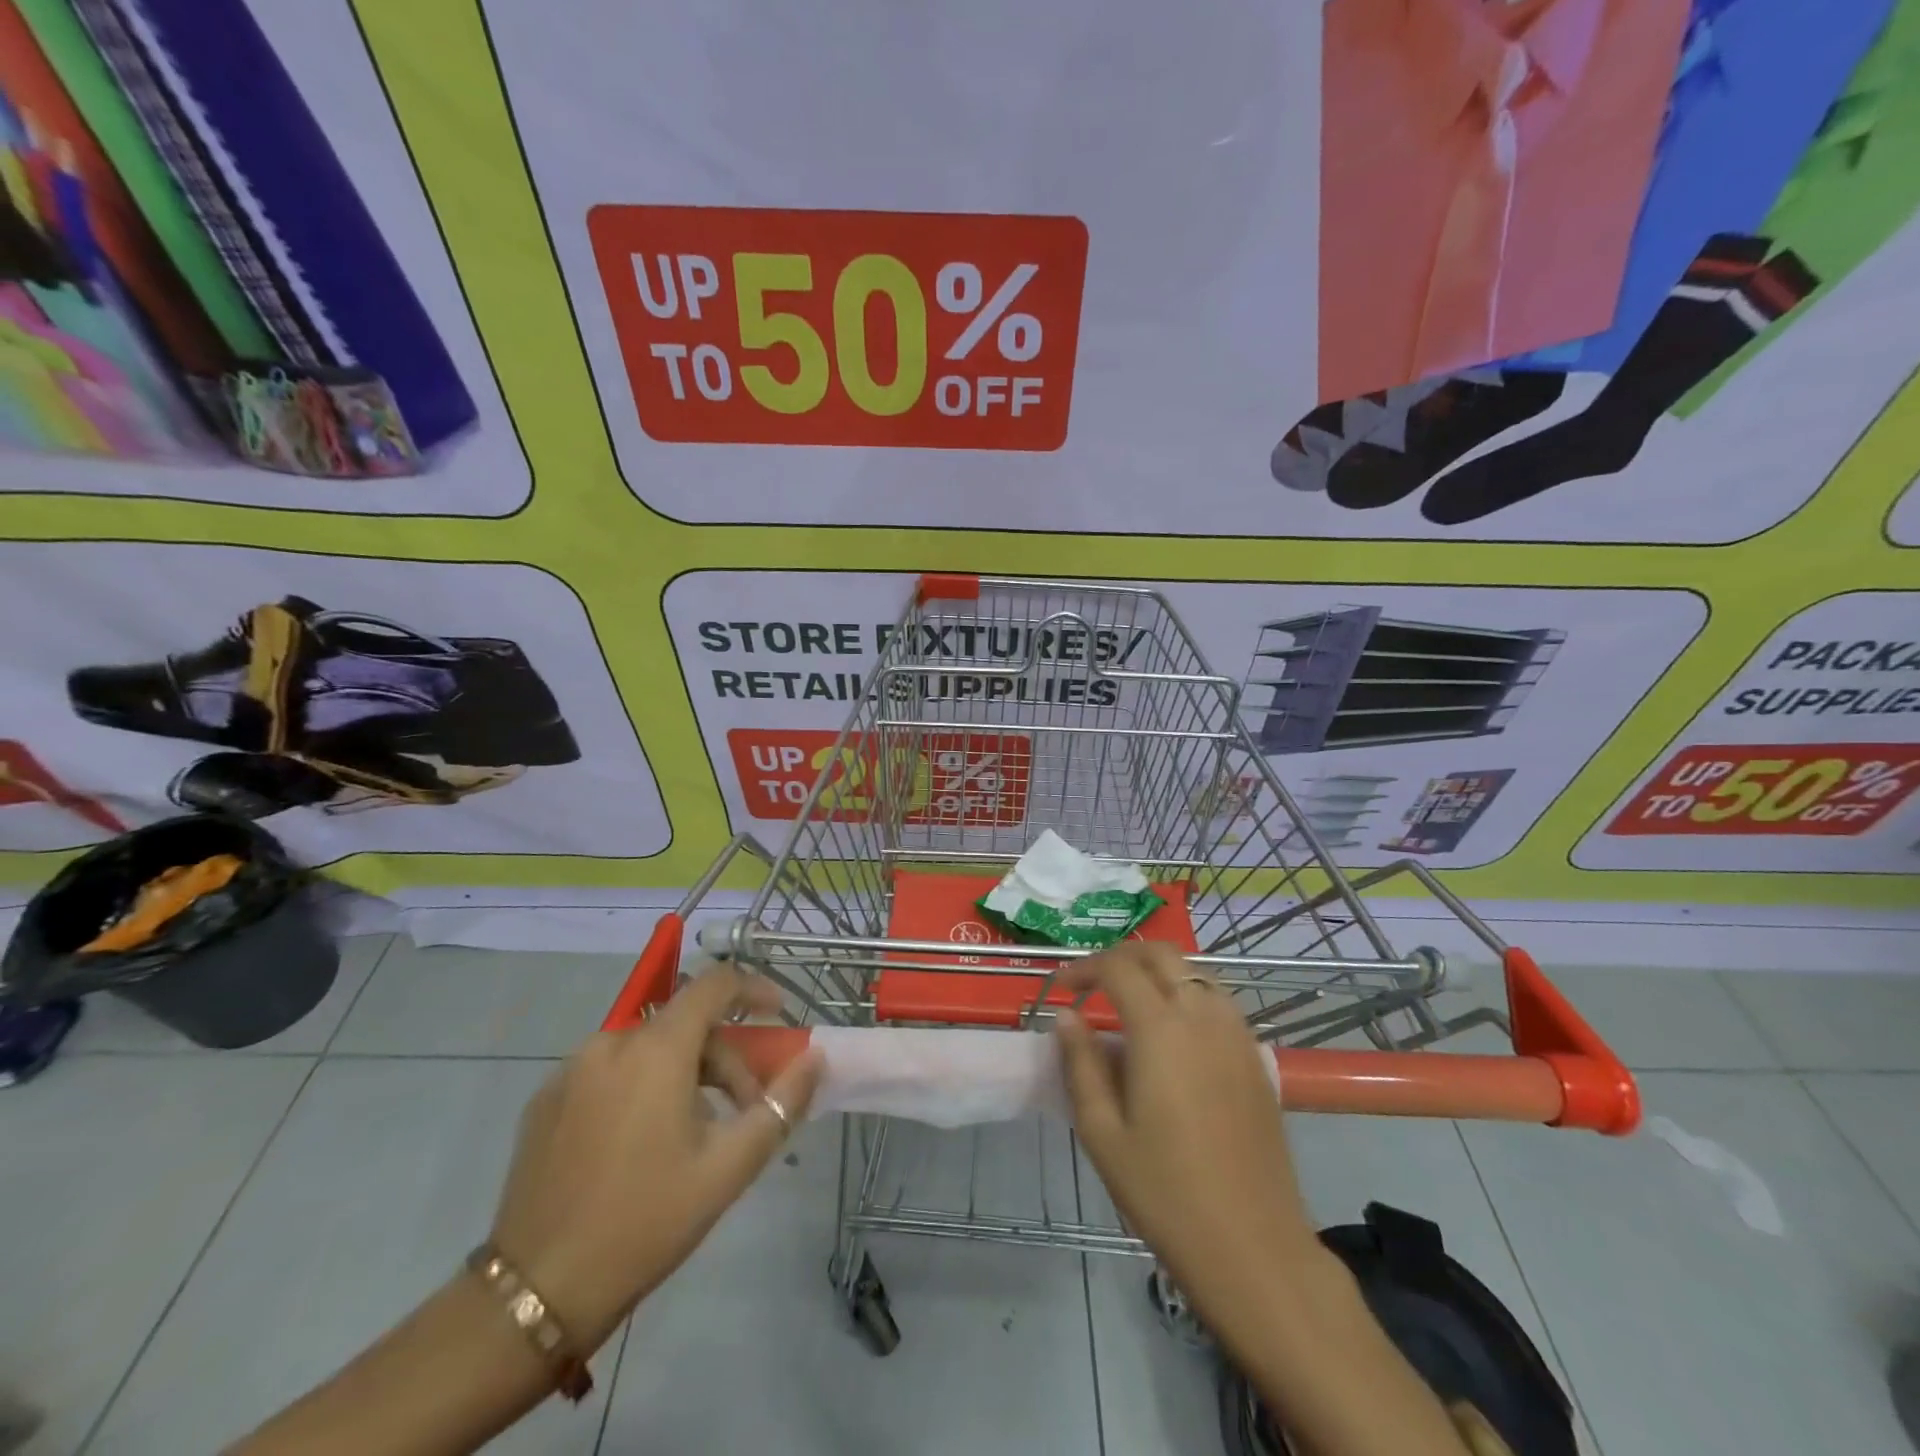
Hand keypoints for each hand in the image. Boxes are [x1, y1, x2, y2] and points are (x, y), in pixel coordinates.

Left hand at [488, 965, 823, 1350]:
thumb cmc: (646, 1221)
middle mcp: (611, 1042)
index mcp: (656, 1049)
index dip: (752, 988)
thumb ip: (781, 1103)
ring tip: (693, 1134)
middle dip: (724, 1057)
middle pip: (685, 1024)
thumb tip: (816, 1057)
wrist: (535, 1294)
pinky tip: (641, 1144)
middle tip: (743, 1110)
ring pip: (648, 1047)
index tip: (777, 1014)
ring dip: (683, 1073)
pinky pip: (611, 1070)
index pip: (714, 983)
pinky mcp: (546, 1099)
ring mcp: (571, 1069)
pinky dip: (641, 1085)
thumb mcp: (729, 1166)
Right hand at [1054, 944, 1320, 1338]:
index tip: (1061, 987)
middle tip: (1093, 984)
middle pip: (1161, 955)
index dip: (1084, 968)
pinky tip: (1173, 1033)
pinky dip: (1188, 995)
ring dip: (1157, 973)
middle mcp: (1202, 1016)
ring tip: (1130, 1003)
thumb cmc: (1166, 1192)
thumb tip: (1066, 1017)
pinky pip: (1218, 1001)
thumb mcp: (1102, 1132)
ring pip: (1194, 972)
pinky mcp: (1256, 1057)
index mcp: (1161, 1029)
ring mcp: (1236, 1034)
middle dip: (1121, 958)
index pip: (1118, 968)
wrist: (1254, 1246)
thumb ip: (1081, 1064)